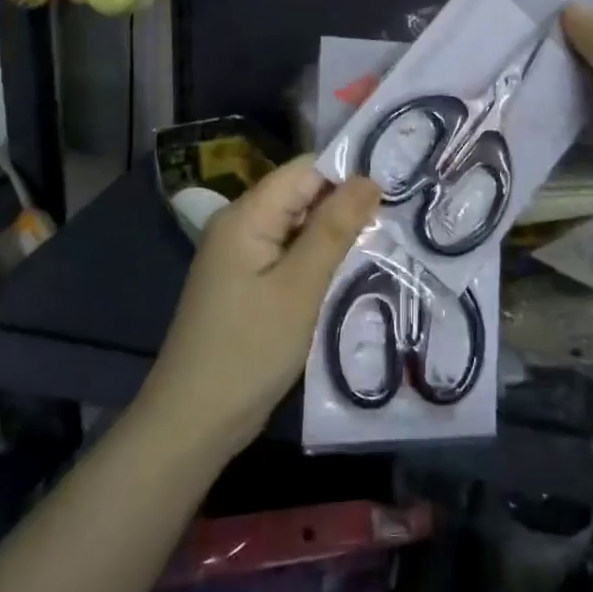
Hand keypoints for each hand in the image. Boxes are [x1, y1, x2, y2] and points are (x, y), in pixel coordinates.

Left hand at [143, 158, 381, 452]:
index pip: (304, 170)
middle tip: (398, 217)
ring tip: (385, 238)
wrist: (194, 421)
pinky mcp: (247, 283)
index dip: (348, 173)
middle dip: (345, 203)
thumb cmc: (249, 349)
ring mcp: (241, 256)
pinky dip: (317, 257)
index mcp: (246, 215)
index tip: (395, 187)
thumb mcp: (299, 286)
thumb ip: (334, 228)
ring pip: (298, 225)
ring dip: (335, 232)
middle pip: (301, 194)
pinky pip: (289, 253)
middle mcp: (240, 225)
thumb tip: (369, 178)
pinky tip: (349, 268)